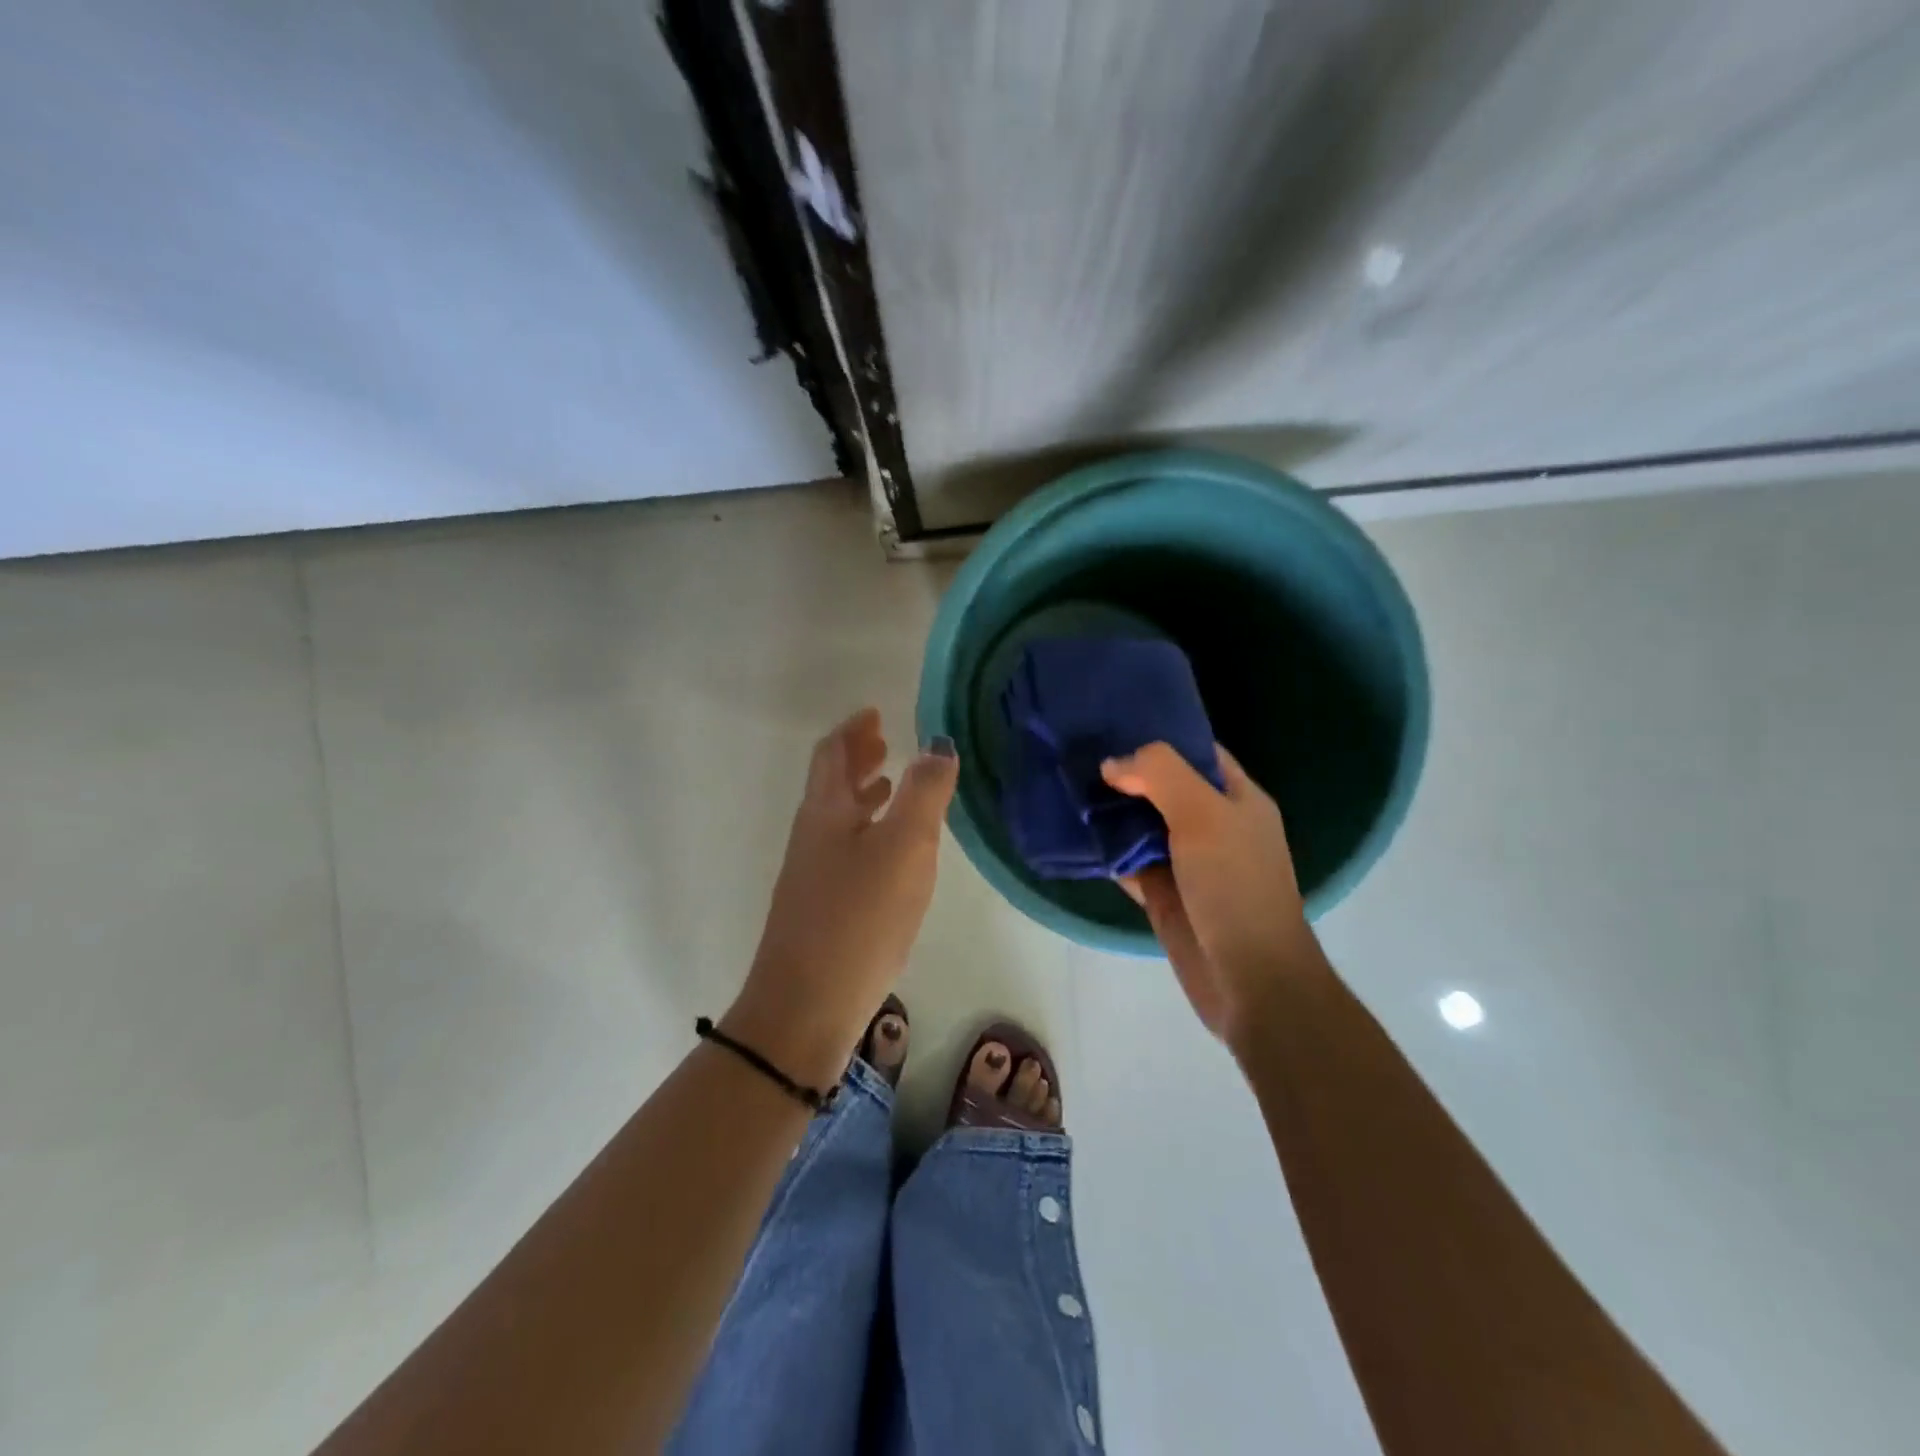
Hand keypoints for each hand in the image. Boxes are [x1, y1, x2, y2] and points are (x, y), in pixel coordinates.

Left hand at [726, 708, 957, 1084]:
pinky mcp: (822, 908)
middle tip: (885, 741)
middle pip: (831, 784)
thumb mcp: (903, 848)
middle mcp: (812, 835)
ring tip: (892, 786)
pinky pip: (845, 850)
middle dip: (857, 757)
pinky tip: (891, 854)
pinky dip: (867, 832)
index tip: (875, 713)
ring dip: (863, 794)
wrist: (807, 1007)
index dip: (853, 729)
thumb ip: (924, 793)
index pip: (832, 754)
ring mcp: (812, 874)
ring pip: (838, 818)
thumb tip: (938, 744)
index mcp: (825, 812)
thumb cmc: (858, 917)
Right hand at [1102, 742, 1319, 1049]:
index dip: (1159, 735)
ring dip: (1110, 811)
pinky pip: (1129, 861)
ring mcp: (1187, 861)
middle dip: (1126, 772)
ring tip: (1067, 784)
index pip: (1197, 752)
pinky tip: (1074, 833)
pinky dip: (1105, 850)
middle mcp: (1213, 825)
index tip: (1112, 723)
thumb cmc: (1235, 886)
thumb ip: (1160, 775)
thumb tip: (1112, 764)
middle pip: (1164, 786)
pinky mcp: (1163, 893)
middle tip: (1076, 752)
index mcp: (1237, 798)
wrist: (1249, 979)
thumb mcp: (1204, 814)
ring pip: (1141, 824)